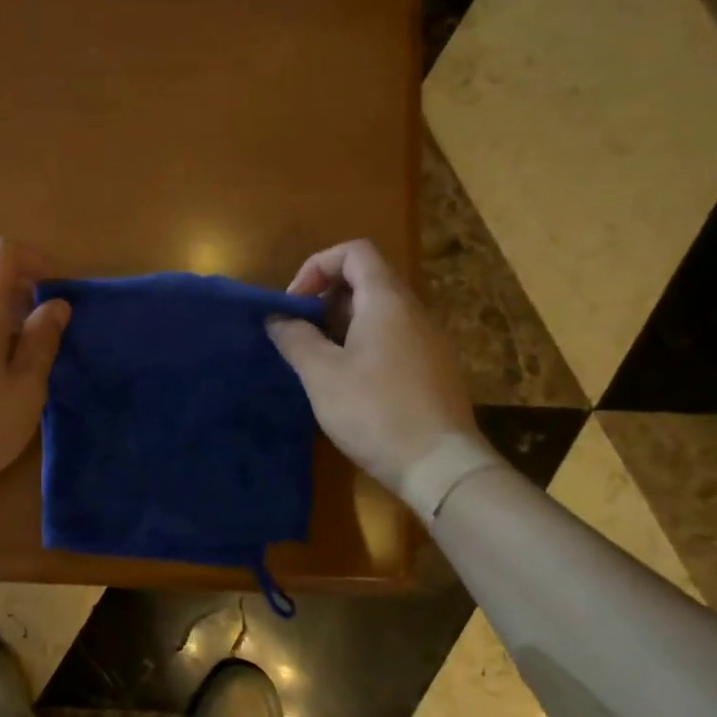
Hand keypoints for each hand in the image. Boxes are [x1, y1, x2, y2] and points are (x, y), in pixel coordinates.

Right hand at [266, 240, 478, 490]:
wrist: (439, 464)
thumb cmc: (374, 411)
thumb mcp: (321, 374)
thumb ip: (295, 338)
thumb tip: (277, 318)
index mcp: (387, 300)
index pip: (354, 252)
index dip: (317, 267)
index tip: (294, 305)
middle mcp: (414, 311)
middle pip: (366, 281)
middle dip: (324, 301)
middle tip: (300, 337)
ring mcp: (428, 341)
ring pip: (378, 314)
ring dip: (341, 327)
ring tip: (318, 364)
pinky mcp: (433, 369)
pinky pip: (392, 340)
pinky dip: (362, 347)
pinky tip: (348, 386)